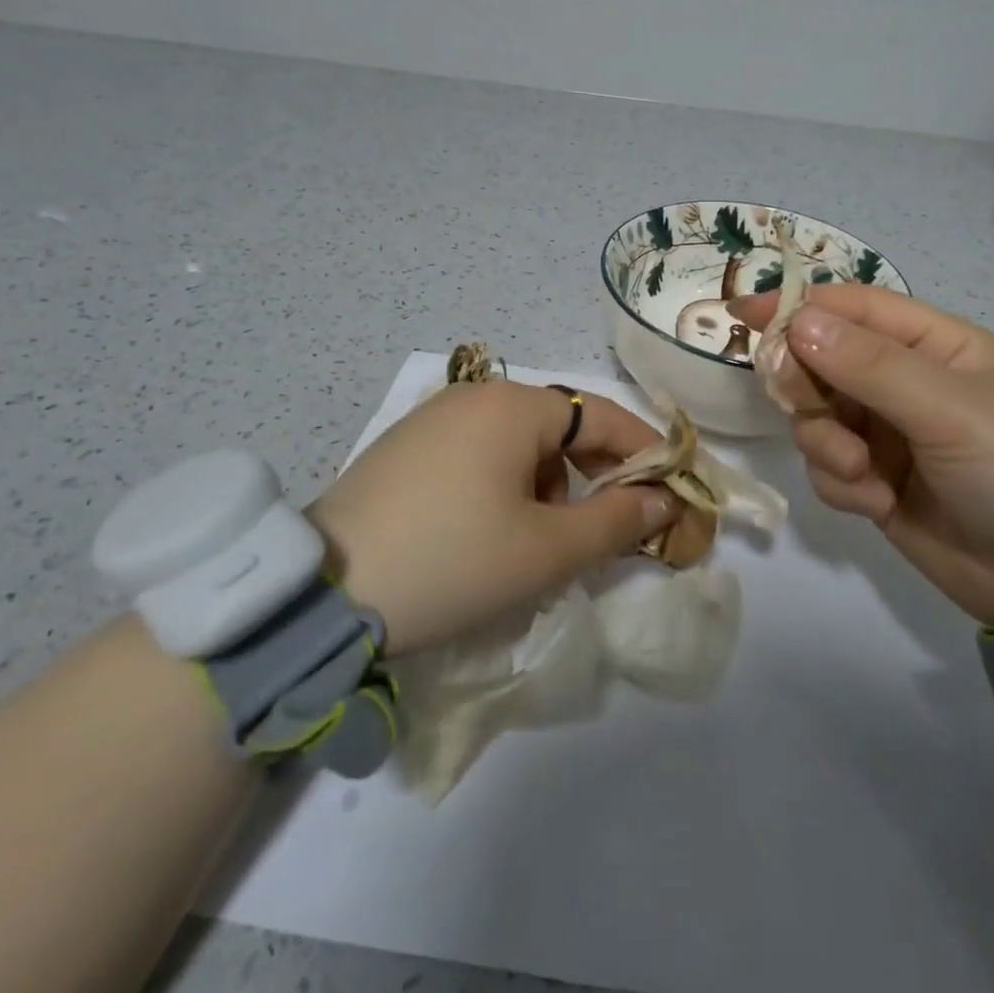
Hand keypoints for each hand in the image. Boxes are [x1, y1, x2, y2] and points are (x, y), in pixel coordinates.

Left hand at [307, 381, 679, 654]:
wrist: (323, 595)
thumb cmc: (454, 561)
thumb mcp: (546, 550)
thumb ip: (615, 521)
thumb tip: (661, 501)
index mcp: (514, 406)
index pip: (602, 416)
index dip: (643, 452)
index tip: (670, 489)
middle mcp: (474, 398)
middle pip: (559, 430)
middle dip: (589, 478)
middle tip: (597, 532)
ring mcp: (432, 419)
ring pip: (517, 445)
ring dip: (544, 487)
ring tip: (533, 544)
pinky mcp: (404, 449)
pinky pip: (476, 456)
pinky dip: (502, 487)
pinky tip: (485, 534)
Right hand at [733, 286, 993, 624]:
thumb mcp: (952, 410)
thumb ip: (871, 366)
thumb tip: (797, 322)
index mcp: (933, 344)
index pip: (852, 308)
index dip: (797, 306)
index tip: (741, 316)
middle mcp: (904, 382)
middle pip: (821, 361)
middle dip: (807, 387)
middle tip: (810, 410)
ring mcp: (887, 434)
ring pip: (816, 417)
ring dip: (825, 443)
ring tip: (863, 475)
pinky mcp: (875, 482)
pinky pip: (827, 467)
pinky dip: (840, 483)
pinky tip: (877, 505)